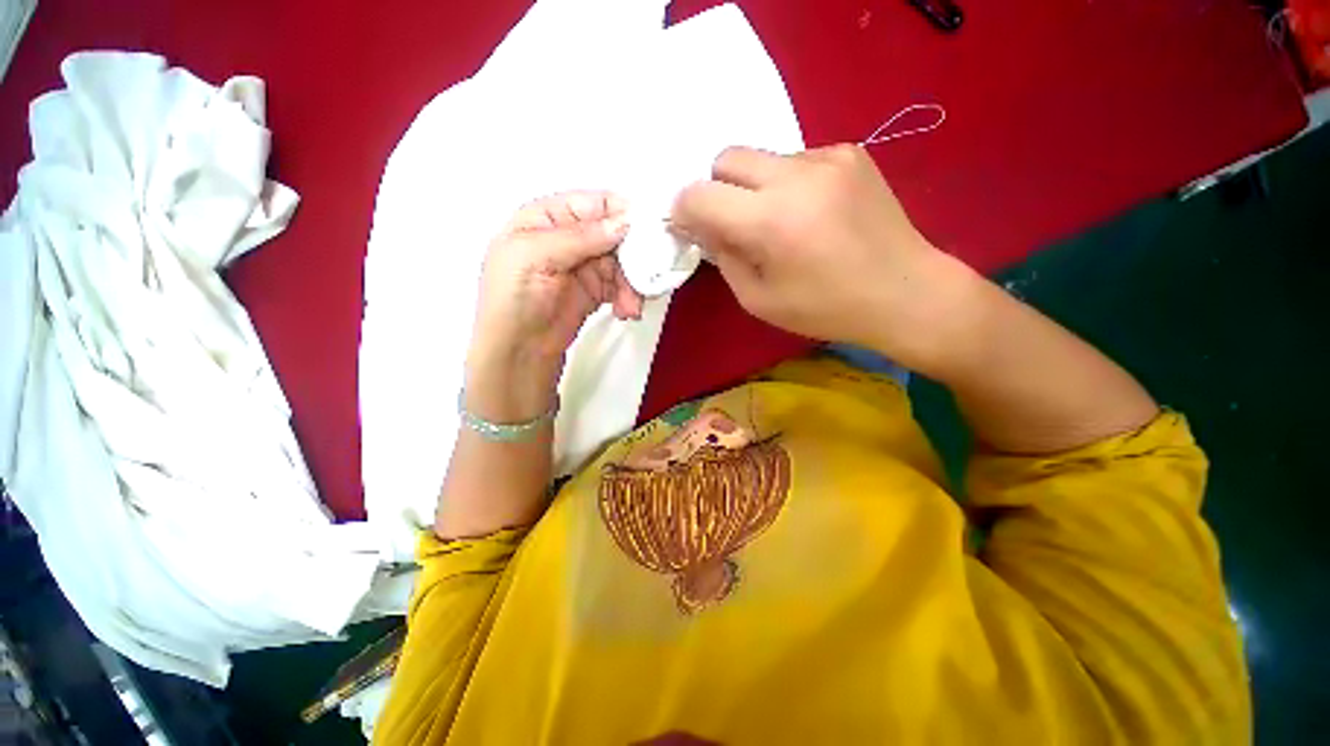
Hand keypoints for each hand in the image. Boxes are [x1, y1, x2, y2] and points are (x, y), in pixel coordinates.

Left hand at [466, 191, 643, 420]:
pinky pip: (621, 285)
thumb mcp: (536, 257)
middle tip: (647, 276)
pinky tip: (627, 311)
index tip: (650, 229)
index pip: (593, 204)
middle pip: (614, 234)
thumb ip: (581, 236)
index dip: (623, 212)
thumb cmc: (514, 299)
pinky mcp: (594, 291)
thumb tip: (625, 221)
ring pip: (622, 262)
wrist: (518, 352)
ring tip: (633, 306)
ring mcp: (582, 266)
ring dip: (633, 282)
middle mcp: (568, 238)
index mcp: (547, 218)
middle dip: (633, 255)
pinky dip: (628, 297)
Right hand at [670, 145, 972, 372]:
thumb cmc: (826, 309)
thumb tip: (705, 228)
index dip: (684, 210)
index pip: (701, 195)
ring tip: (781, 223)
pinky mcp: (851, 153)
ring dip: (755, 188)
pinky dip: (788, 185)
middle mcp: (796, 176)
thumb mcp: (759, 300)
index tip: (689, 227)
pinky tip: (811, 214)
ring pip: (762, 158)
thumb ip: (724, 258)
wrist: (905, 292)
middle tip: (733, 224)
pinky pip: (796, 160)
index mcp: (770, 222)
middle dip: (718, 190)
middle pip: (727, 158)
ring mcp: (828, 158)